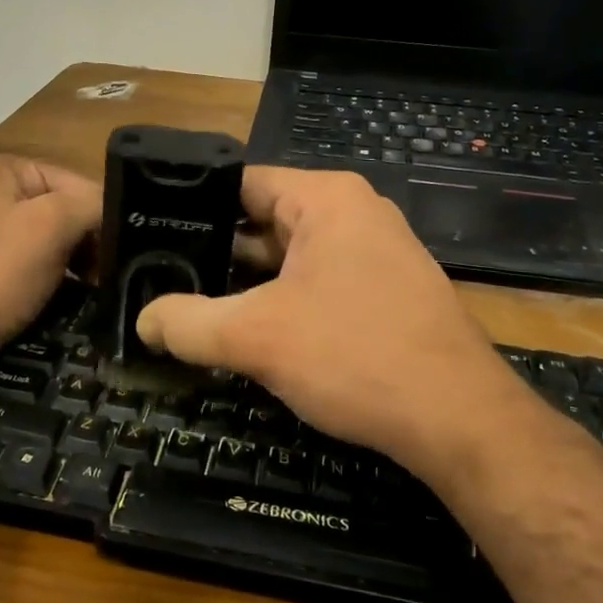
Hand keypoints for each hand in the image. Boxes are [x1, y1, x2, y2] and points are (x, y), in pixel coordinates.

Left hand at [0, 155, 100, 366]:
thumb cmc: (0, 270)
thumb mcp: (55, 224)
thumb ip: (93, 205)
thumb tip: (117, 213)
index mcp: (8, 169)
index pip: (79, 184)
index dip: (103, 216)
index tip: (120, 253)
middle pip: (65, 209)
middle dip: (89, 240)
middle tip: (107, 274)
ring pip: (52, 237)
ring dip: (76, 261)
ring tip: (93, 287)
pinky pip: (33, 260)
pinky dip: (54, 275)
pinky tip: (66, 294)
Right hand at [134, 167, 534, 484]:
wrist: (459, 419)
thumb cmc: (355, 355)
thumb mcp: (257, 338)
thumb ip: (188, 323)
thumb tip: (143, 320)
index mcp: (326, 198)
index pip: (242, 183)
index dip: (193, 207)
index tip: (152, 234)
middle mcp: (355, 213)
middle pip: (266, 220)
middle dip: (218, 252)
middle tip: (162, 276)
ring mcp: (377, 252)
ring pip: (292, 257)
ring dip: (250, 283)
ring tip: (195, 305)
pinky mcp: (388, 290)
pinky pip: (320, 282)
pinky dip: (285, 300)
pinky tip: (253, 331)